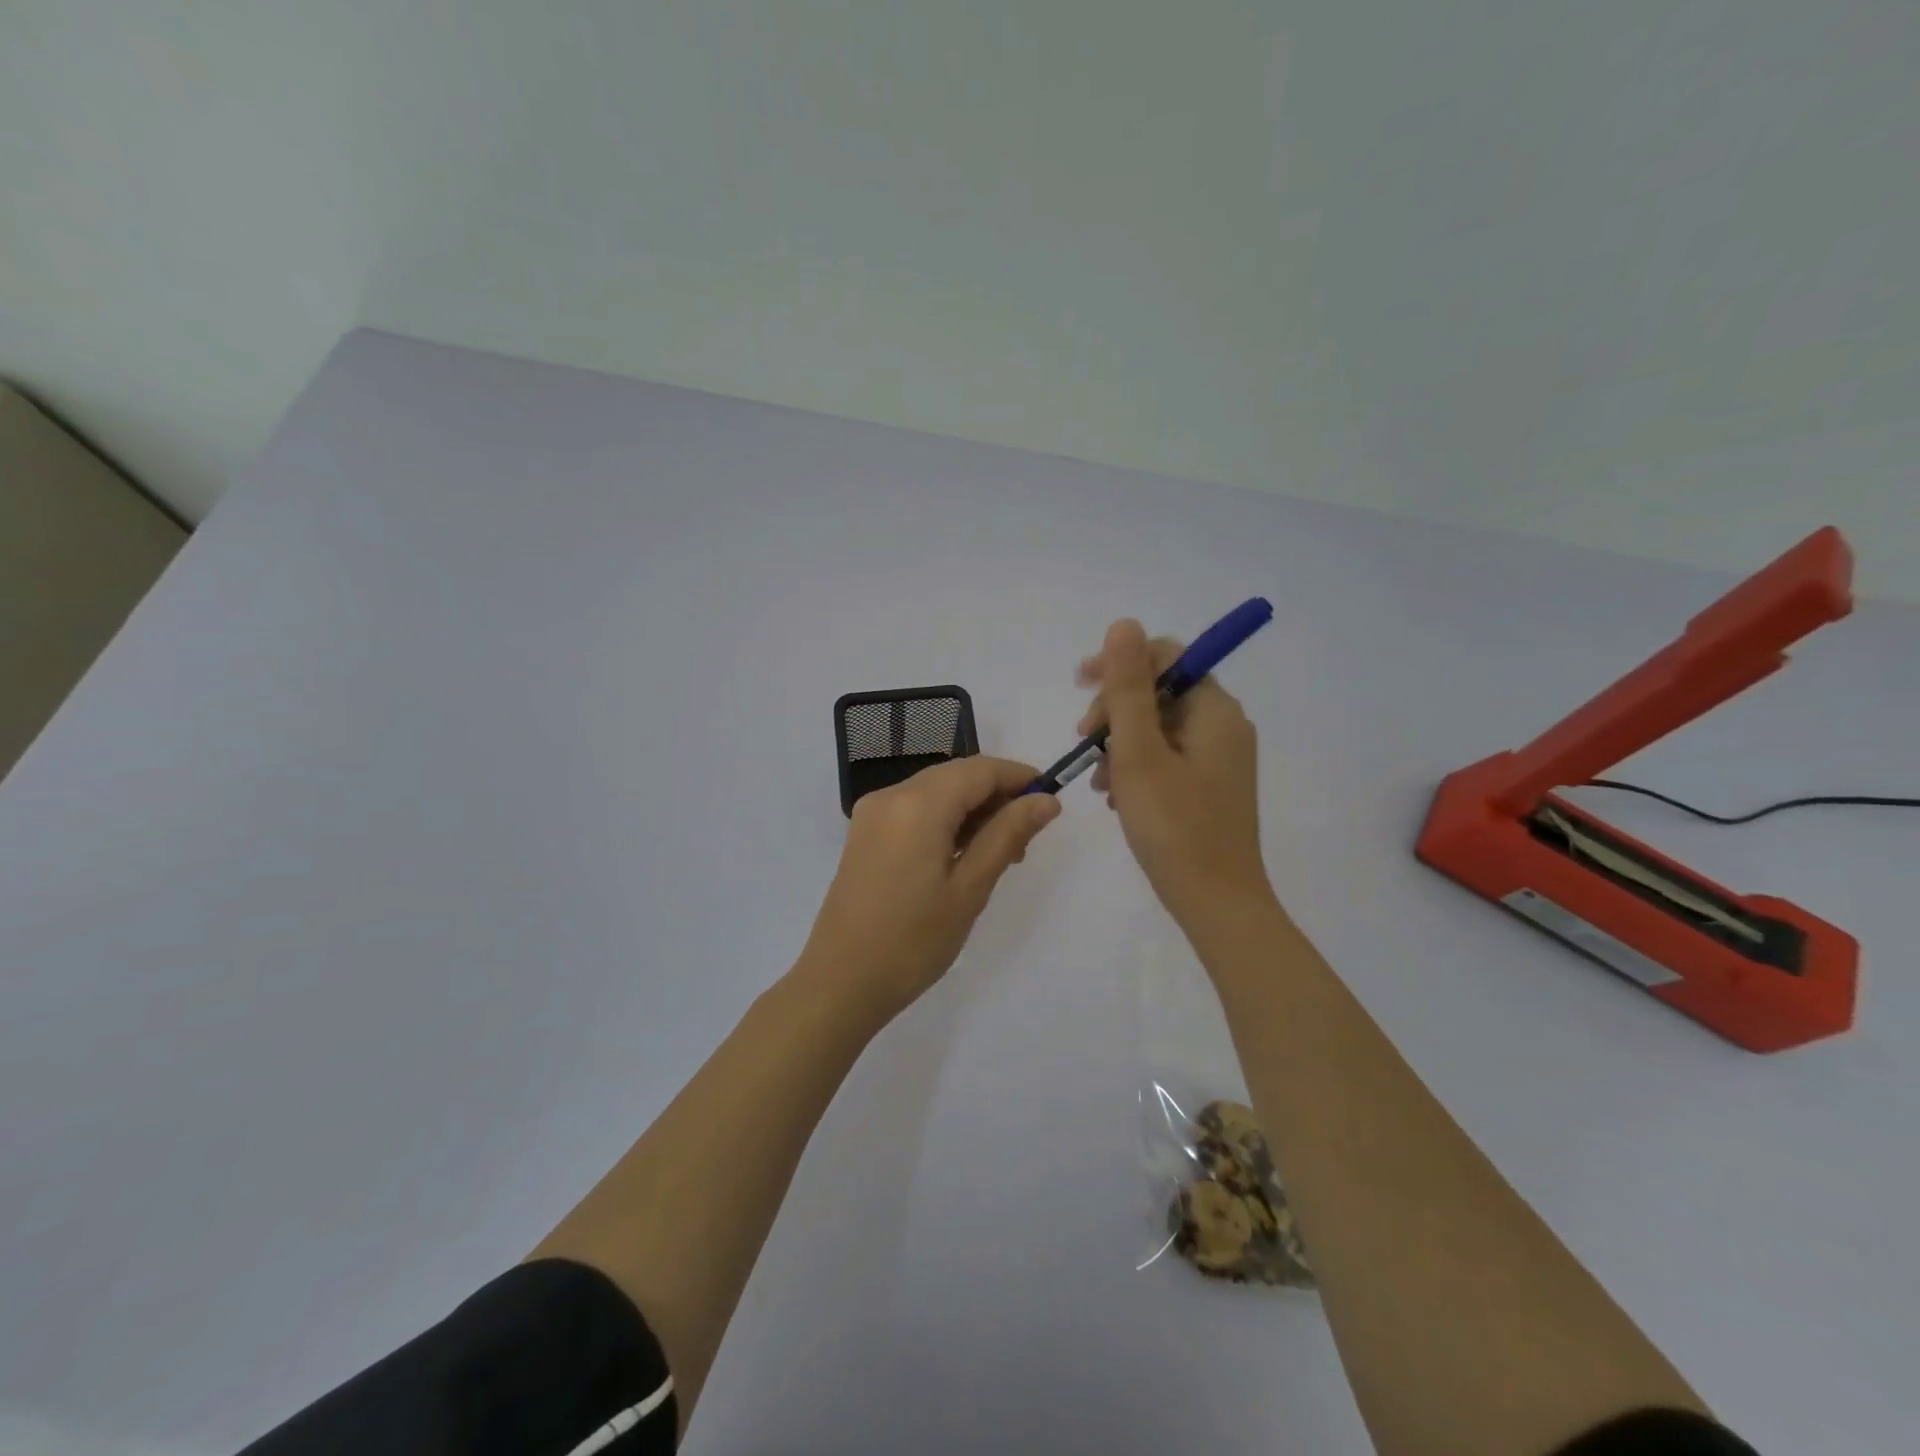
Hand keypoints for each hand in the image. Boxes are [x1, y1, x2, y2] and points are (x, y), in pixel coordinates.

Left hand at [804, 756, 1061, 1017]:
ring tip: (998, 856)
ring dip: (972, 811)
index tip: (1050, 805)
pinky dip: (945, 821)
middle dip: (997, 797)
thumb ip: (1007, 835)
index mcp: (918, 804)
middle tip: (1025, 843)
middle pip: (957, 776)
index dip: (1019, 778)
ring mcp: (873, 813)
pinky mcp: (864, 833)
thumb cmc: (913, 941)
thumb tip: (1045, 800)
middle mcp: (891, 795)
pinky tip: (961, 857)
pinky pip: (915, 809)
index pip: (980, 769)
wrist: (841, 982)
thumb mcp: (970, 888)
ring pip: (937, 792)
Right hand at [1076, 619, 1272, 927]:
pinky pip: (1166, 758)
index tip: (1079, 685)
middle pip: (1160, 692)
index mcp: (1215, 710)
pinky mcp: (1210, 786)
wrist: (1216, 903)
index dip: (1120, 663)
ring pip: (1158, 728)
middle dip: (1115, 711)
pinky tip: (1115, 797)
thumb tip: (1123, 623)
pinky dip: (1136, 767)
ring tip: (1097, 781)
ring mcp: (1219, 758)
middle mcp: (1224, 726)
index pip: (1167, 657)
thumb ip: (1128, 687)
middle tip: (1084, 742)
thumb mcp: (1139, 752)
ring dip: (1120, 744)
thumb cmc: (1174, 826)